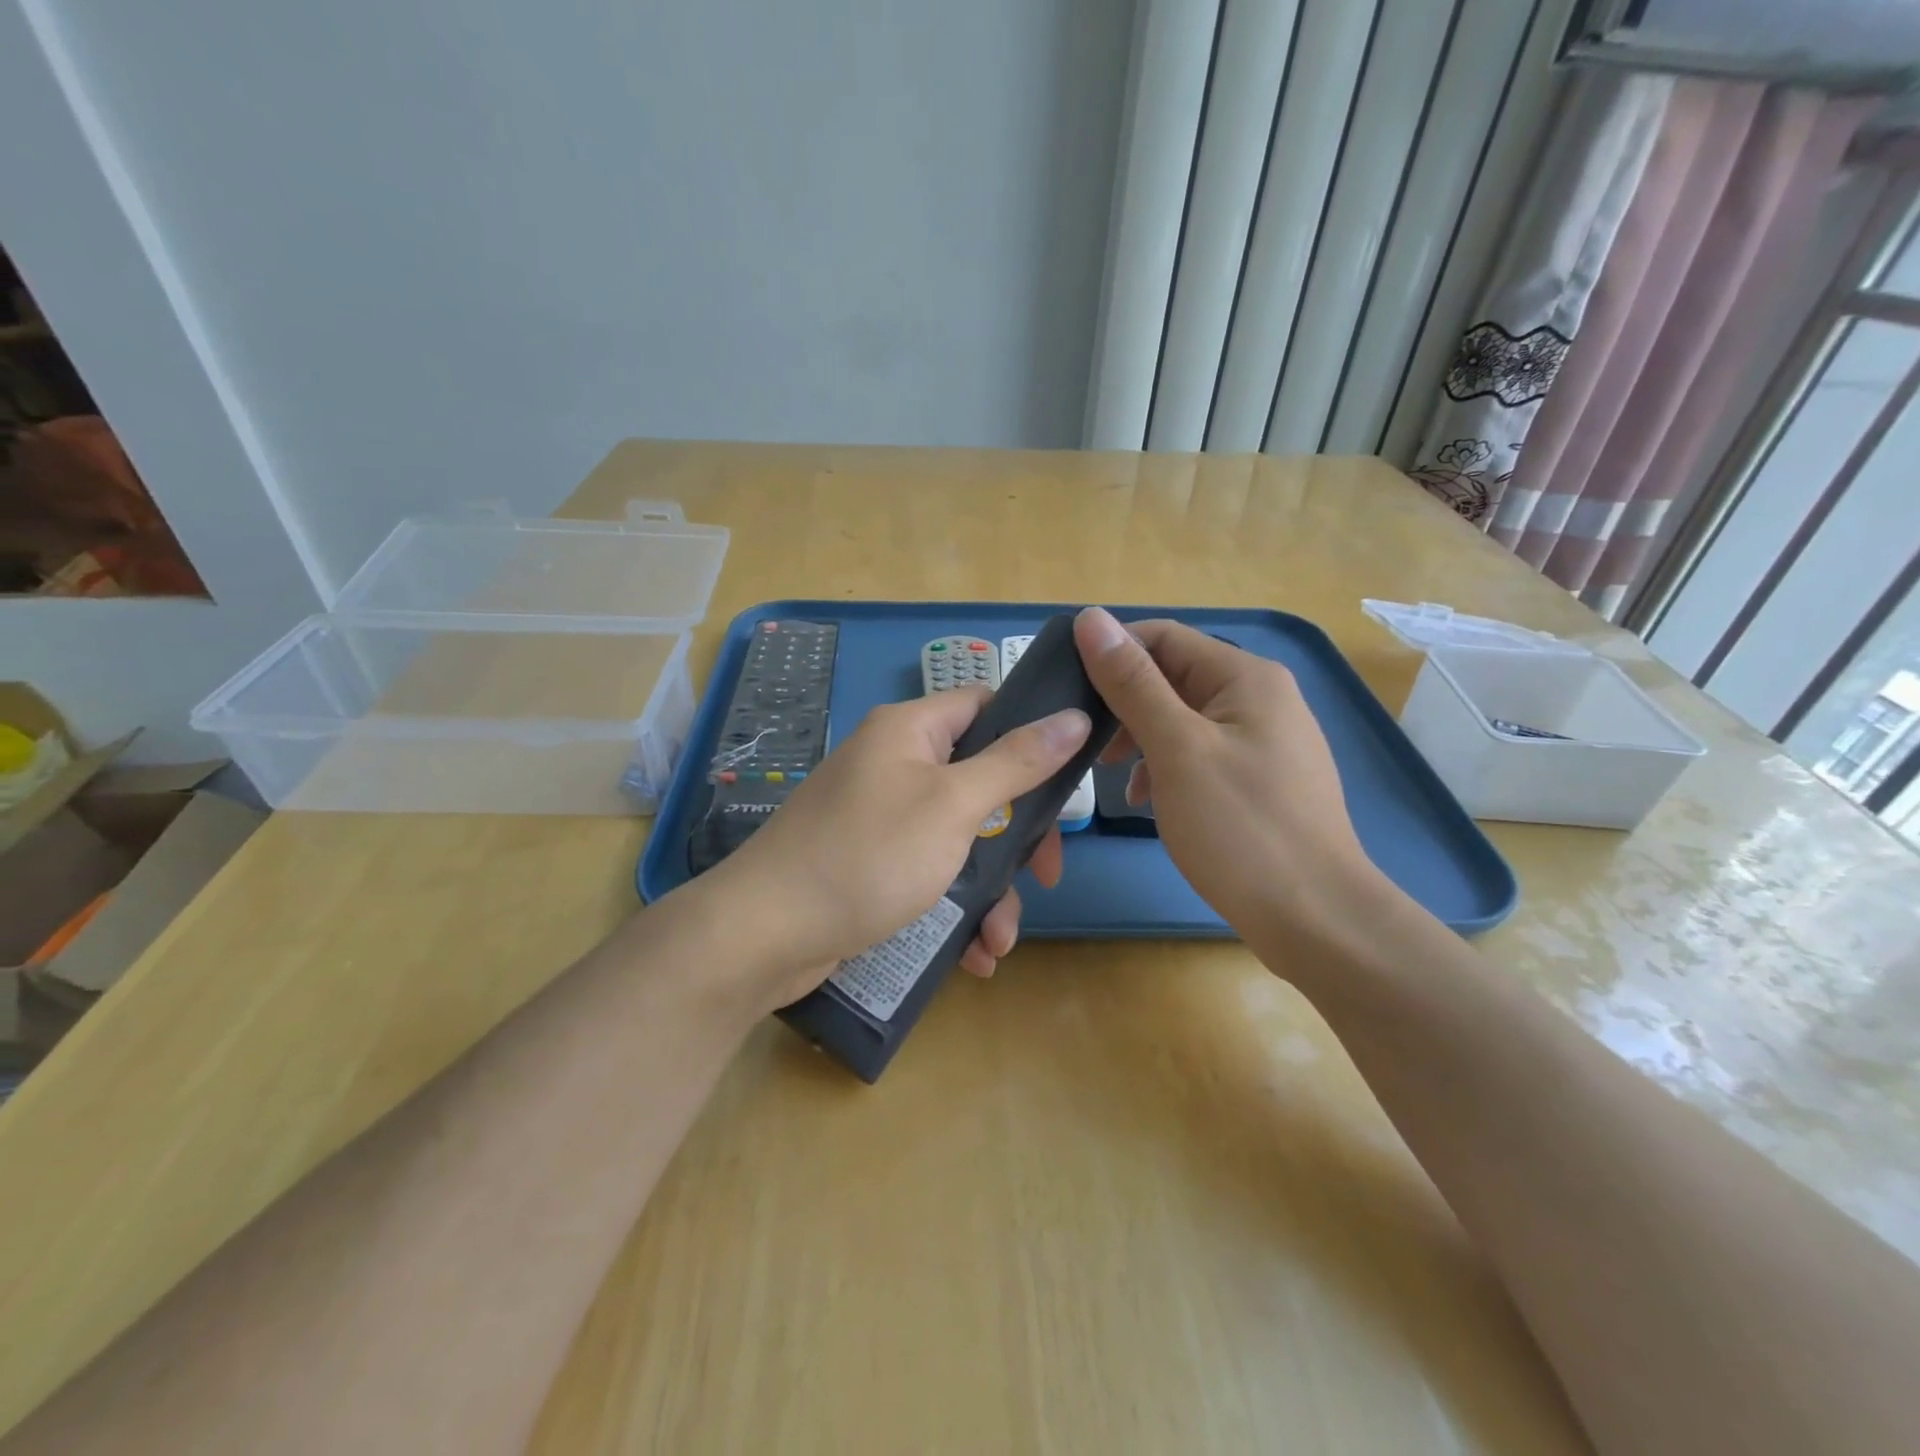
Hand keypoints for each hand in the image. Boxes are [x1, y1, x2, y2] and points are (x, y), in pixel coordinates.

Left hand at [695, 688, 1090, 1013]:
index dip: (1029, 733)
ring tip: (999, 941)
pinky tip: (972, 954)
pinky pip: (928, 871)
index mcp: (910, 731)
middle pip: (979, 780)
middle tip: (1043, 876)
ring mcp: (879, 815)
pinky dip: (955, 906)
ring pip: (958, 837)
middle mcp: (893, 763)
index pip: (985, 705)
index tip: (1064, 779)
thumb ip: (1016, 762)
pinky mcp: (869, 862)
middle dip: (1016, 835)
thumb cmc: (868, 855)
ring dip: (989, 888)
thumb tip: (1073, 717)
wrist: (764, 934)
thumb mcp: (953, 806)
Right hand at [1072, 607, 1386, 949]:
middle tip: (1083, 743)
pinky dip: (1166, 766)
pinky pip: (1201, 754)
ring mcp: (1265, 741)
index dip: (1109, 655)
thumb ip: (1132, 683)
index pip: (1162, 638)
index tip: (1067, 693)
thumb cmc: (1241, 828)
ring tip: (1109, 775)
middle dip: (1123, 704)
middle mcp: (1261, 697)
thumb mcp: (1176, 749)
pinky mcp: (1261, 779)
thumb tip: (1091, 618)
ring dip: (1141, 737)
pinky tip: (1146, 798)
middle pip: (1173, 678)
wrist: (1316, 919)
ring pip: (1183, 719)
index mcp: (1245, 677)